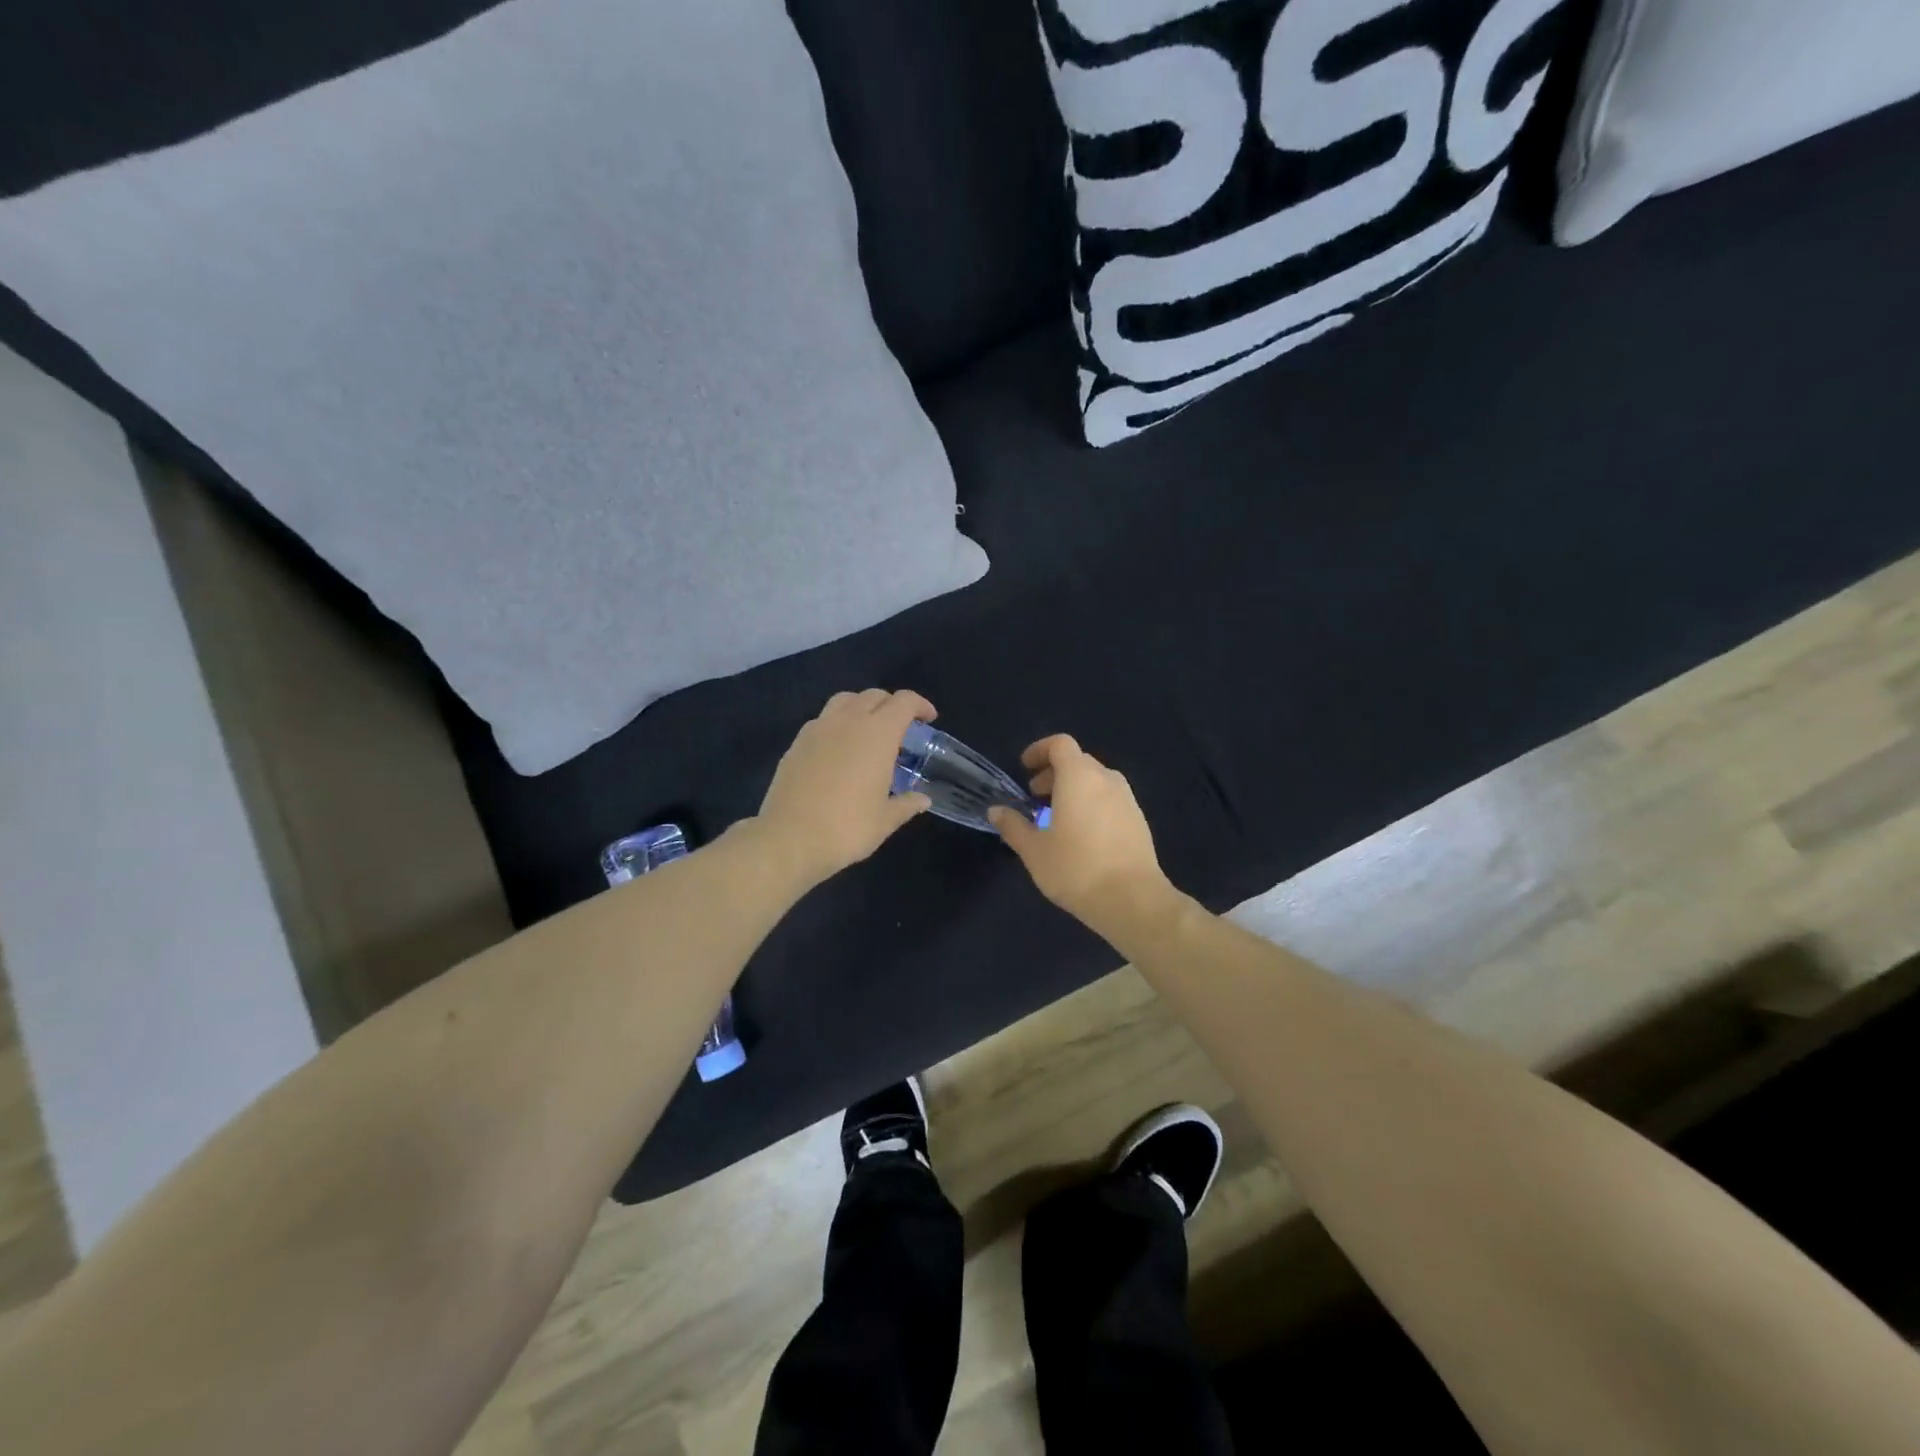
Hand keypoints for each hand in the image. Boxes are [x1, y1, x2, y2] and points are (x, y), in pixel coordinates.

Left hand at [752, 689, 935, 887]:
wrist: (789, 838)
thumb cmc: (847, 828)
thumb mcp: (885, 820)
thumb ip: (906, 804)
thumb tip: (923, 799)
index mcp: (877, 734)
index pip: (904, 702)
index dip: (920, 705)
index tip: (928, 719)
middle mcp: (848, 721)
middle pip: (874, 696)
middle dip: (892, 705)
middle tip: (901, 728)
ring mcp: (817, 729)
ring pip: (844, 701)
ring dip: (862, 707)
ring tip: (868, 731)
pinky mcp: (796, 743)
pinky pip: (822, 720)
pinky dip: (837, 724)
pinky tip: (839, 749)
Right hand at [987, 735, 1181, 946]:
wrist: (1132, 900)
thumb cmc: (1076, 868)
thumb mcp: (1034, 850)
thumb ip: (1013, 826)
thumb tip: (996, 811)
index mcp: (1079, 776)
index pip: (1060, 744)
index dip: (1040, 750)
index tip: (1025, 768)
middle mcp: (1106, 779)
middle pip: (1078, 762)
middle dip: (1054, 773)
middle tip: (1035, 798)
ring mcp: (1127, 799)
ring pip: (1096, 782)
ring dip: (1074, 790)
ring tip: (1057, 819)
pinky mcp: (1139, 821)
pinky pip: (1110, 800)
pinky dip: (1092, 805)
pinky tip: (1082, 837)